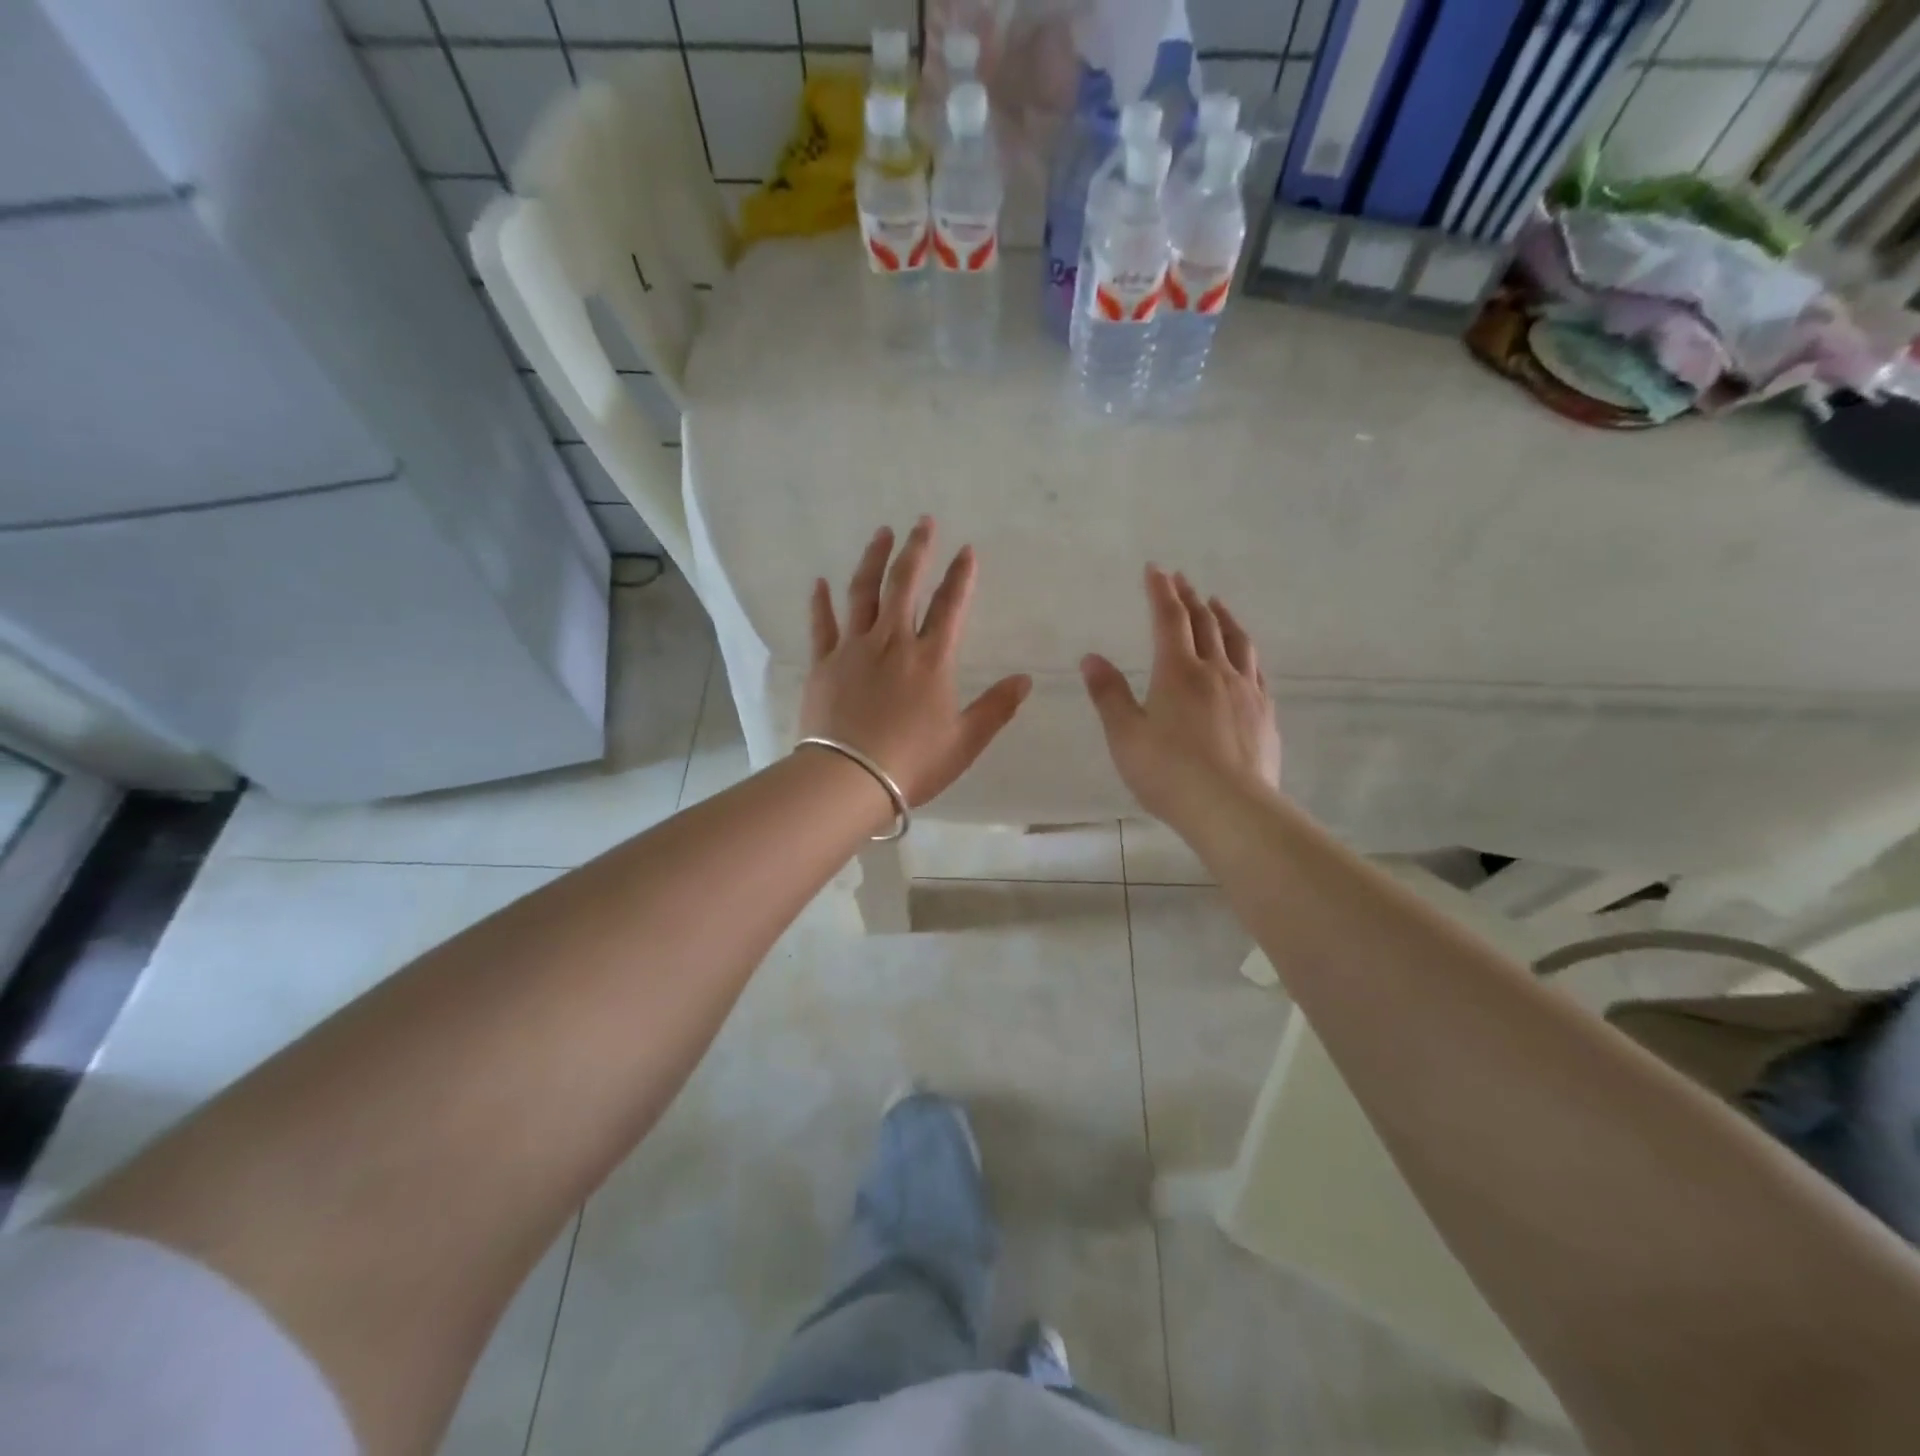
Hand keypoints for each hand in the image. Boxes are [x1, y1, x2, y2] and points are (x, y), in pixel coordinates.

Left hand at [801, 519, 1031, 806]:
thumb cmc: (912, 763)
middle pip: (904, 584)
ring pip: (863, 592)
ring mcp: (854, 649)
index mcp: (931, 660)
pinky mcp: (824, 663)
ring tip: (882, 534)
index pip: (950, 606)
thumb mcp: (965, 741)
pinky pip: (822, 624)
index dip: (960, 576)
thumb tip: (1025, 680)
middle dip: (917, 550)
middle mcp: (893, 642)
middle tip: (923, 522)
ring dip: (873, 559)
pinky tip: (821, 582)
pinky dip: (821, 602)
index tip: (966, 550)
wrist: (848, 779)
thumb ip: (996, 708)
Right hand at [1081, 566, 1280, 827]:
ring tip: (1217, 604)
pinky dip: (1245, 651)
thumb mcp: (1125, 735)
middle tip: (1182, 580)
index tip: (1155, 569)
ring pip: (1237, 641)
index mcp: (1177, 672)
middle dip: (1190, 598)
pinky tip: (1244, 657)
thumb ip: (1109, 694)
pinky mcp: (1265, 713)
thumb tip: (1091, 657)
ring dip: (1223, 617)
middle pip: (1204, 623)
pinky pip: (1256, 669)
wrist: (1231, 808)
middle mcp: (1215, 671)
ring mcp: (1246, 691)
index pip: (1169, 619)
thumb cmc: (1168, 772)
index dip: (1161, 591)